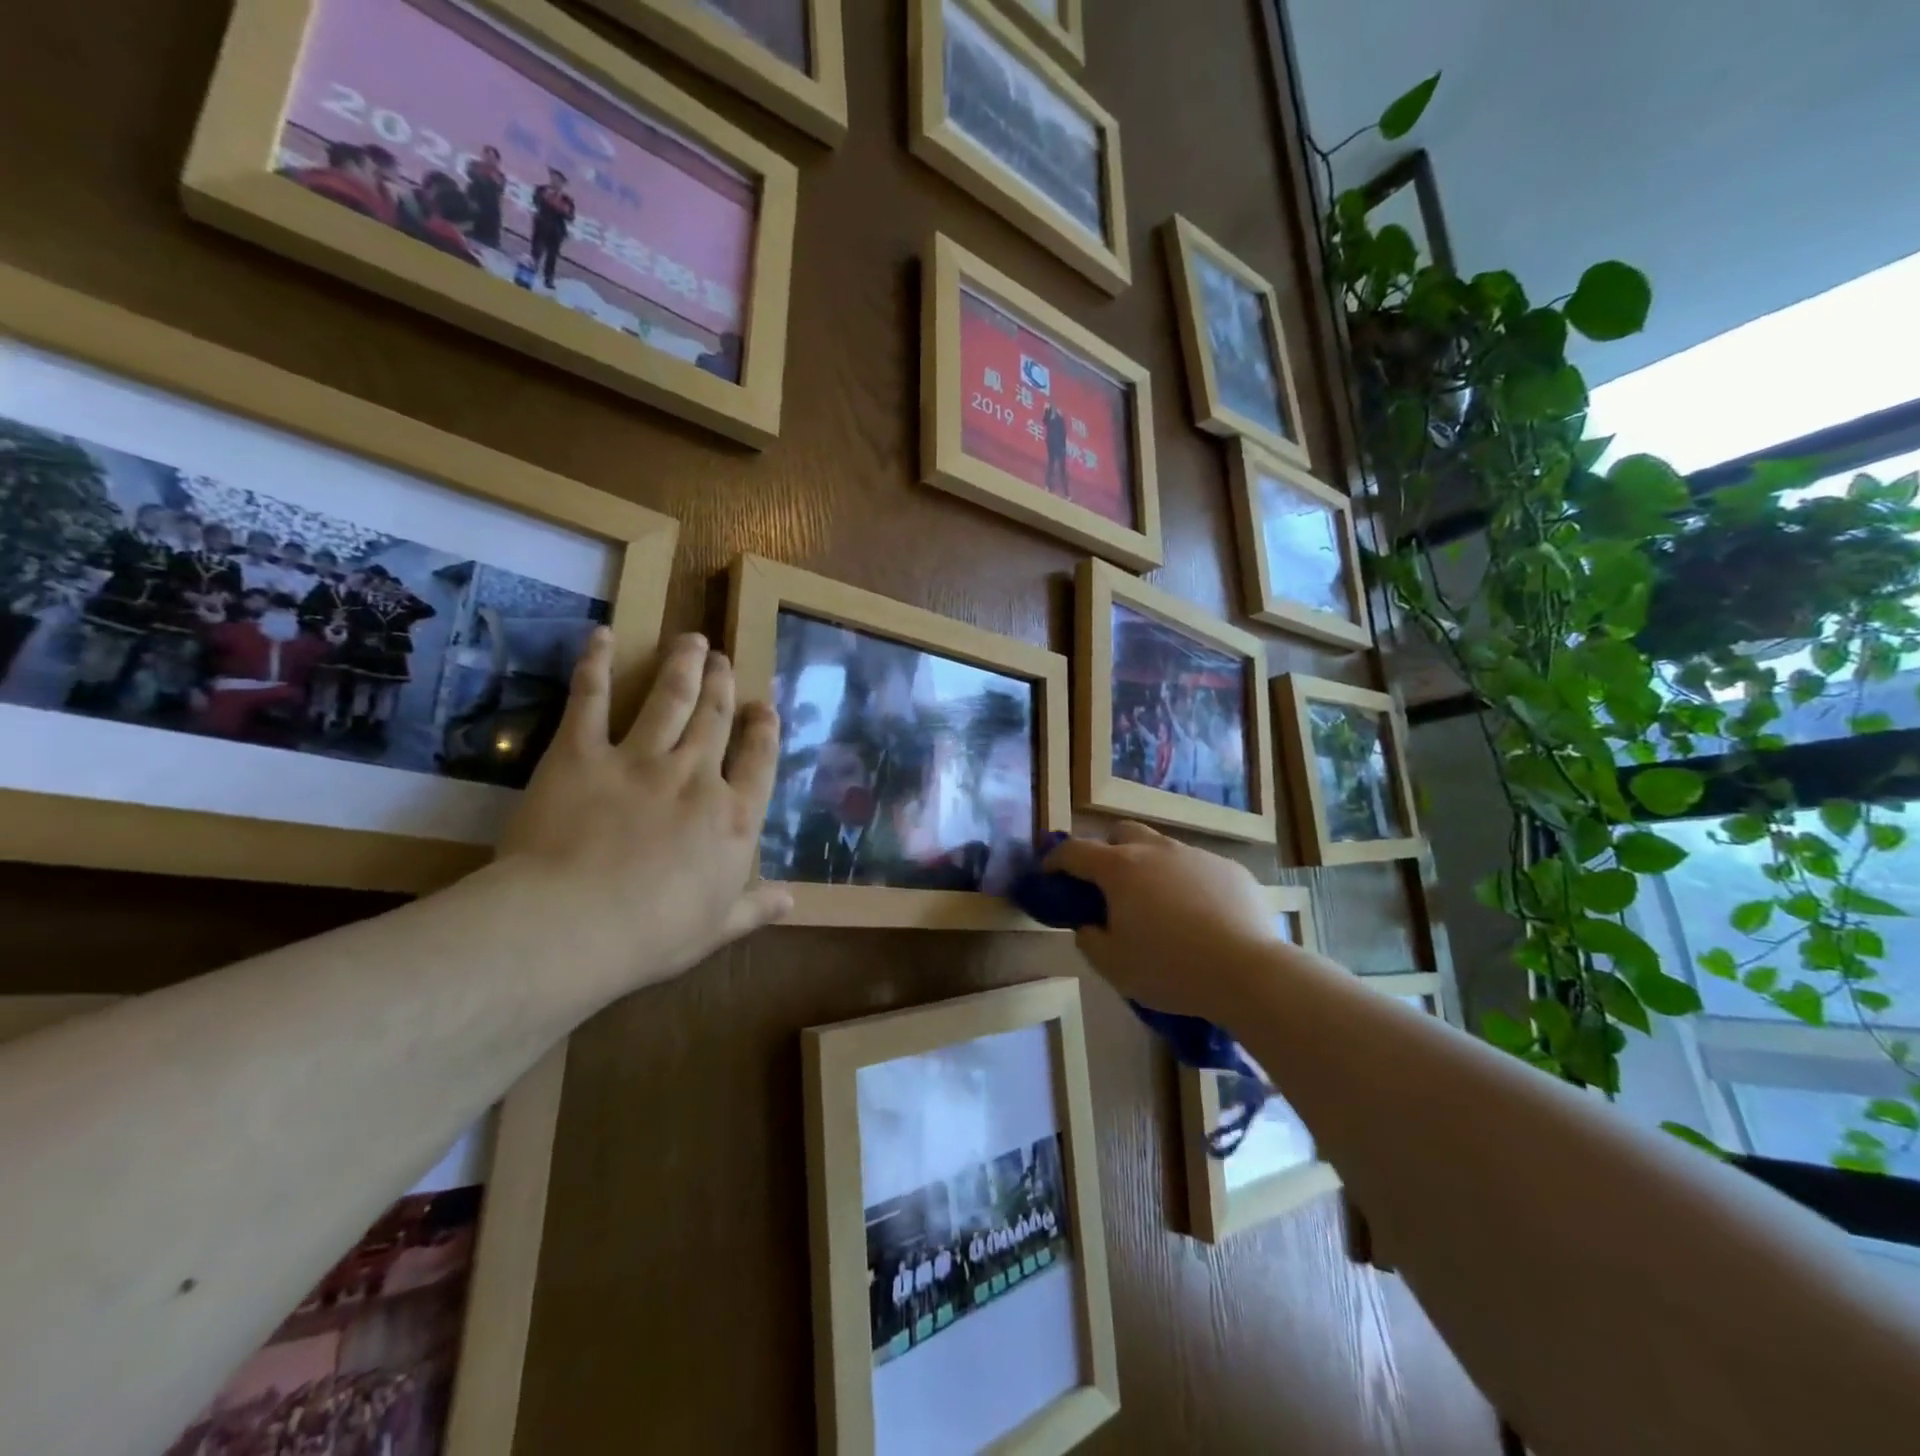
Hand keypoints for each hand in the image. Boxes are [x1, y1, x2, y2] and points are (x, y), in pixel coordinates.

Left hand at [495, 628, 790, 992]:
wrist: (575, 925)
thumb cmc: (654, 935)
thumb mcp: (717, 927)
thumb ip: (756, 907)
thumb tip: (792, 900)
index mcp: (733, 818)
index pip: (758, 761)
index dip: (763, 730)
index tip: (763, 707)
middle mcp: (696, 776)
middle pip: (716, 718)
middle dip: (723, 684)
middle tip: (722, 659)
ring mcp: (640, 759)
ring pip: (670, 698)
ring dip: (682, 665)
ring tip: (690, 640)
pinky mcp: (581, 753)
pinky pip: (592, 699)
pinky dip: (596, 665)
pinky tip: (603, 636)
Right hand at [1044, 823, 1282, 1019]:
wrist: (1248, 972)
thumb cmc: (1169, 968)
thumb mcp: (1113, 966)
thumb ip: (1089, 940)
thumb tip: (1089, 926)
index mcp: (1120, 869)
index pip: (1075, 851)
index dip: (1056, 859)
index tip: (1049, 873)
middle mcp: (1156, 850)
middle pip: (1122, 832)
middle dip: (1107, 849)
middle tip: (1107, 883)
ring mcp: (1197, 856)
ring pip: (1163, 848)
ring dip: (1150, 866)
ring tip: (1158, 905)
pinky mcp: (1230, 869)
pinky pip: (1199, 868)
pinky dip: (1188, 883)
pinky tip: (1200, 916)